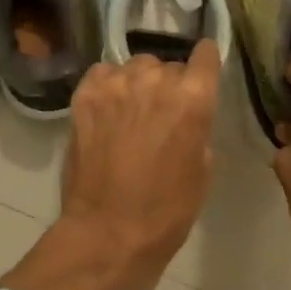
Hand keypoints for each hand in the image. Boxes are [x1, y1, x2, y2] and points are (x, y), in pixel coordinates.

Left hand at [0, 40, 221, 289]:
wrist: (108, 234)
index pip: (205, 56)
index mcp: (193, 99)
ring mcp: (116, 85)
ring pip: (135, 66)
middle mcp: (155, 81)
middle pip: (168, 65)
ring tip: (131, 111)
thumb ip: (199, 128)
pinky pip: (103, 73)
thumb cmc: (166, 211)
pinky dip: (108, 86)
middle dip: (169, 84)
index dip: (205, 61)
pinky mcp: (85, 95)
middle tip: (162, 113)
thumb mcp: (203, 171)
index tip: (202, 69)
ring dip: (138, 83)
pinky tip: (108, 109)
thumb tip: (188, 114)